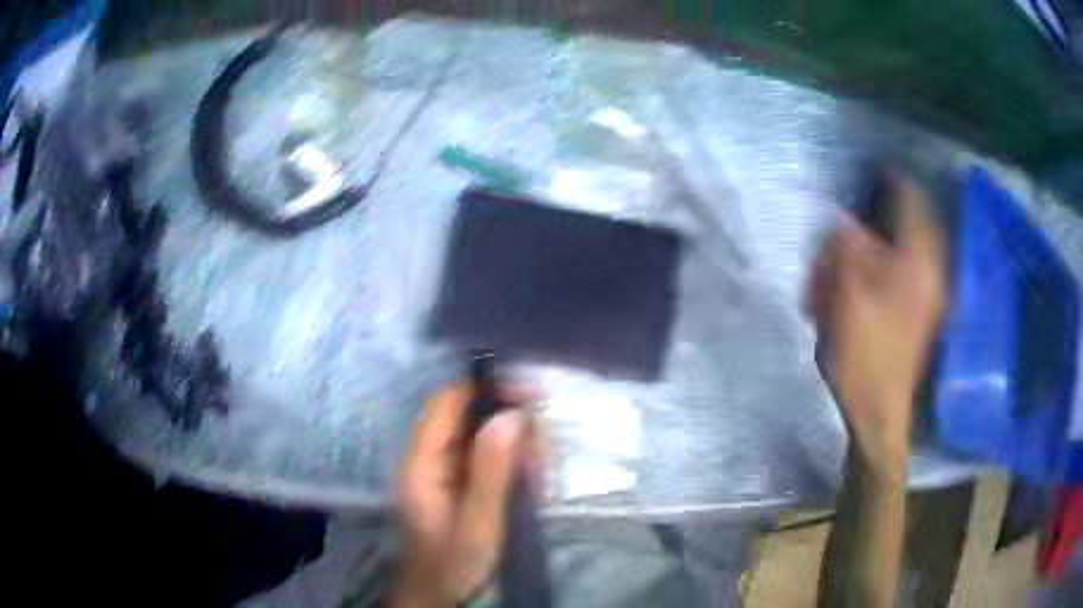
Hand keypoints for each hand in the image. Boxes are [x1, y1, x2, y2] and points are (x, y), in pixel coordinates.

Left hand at [387, 383, 530, 607]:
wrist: (432, 597)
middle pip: (467, 417)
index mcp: (422, 462)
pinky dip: (507, 465)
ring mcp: (437, 471)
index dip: (488, 390)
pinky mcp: (450, 484)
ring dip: (513, 449)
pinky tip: (527, 486)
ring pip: (478, 437)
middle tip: (541, 457)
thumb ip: (492, 470)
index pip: (449, 402)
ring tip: (537, 479)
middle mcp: (426, 458)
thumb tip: (510, 415)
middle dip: (509, 427)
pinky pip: (481, 459)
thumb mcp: (478, 523)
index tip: (531, 397)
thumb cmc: (452, 564)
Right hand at [807, 175, 946, 483]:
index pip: (911, 200)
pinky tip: (875, 272)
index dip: (891, 180)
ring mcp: (933, 292)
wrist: (879, 413)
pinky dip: (895, 259)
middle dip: (887, 212)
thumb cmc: (864, 356)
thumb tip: (844, 219)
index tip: (871, 172)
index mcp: (917, 262)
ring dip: (890, 238)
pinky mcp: (927, 309)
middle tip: (861, 218)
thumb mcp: (846, 298)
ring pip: (914, 245)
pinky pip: (915, 267)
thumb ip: (847, 250)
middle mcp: (933, 271)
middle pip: (915, 220)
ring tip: (864, 248)